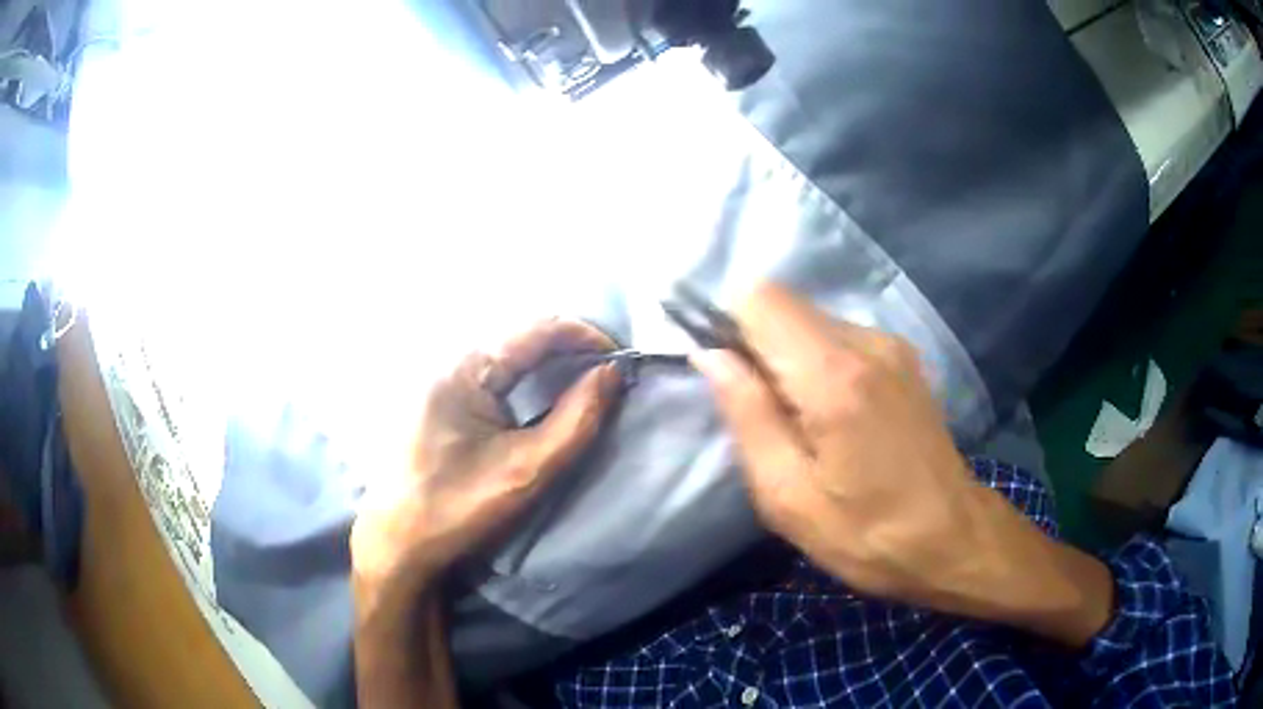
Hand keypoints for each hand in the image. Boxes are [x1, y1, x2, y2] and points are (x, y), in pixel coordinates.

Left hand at [350, 319, 621, 594]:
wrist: (398, 542)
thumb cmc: (460, 508)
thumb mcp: (528, 469)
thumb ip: (578, 418)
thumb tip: (612, 373)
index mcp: (465, 367)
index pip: (538, 328)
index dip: (586, 336)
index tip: (621, 361)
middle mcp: (448, 357)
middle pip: (521, 333)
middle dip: (568, 345)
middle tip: (605, 372)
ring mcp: (437, 374)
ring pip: (505, 349)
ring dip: (546, 358)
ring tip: (581, 379)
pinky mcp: (435, 394)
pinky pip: (489, 368)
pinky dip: (523, 373)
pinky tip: (539, 392)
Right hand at [692, 284, 1112, 646]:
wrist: (952, 538)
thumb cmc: (865, 533)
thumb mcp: (787, 495)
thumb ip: (747, 415)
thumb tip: (711, 355)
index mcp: (833, 375)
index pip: (759, 298)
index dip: (727, 323)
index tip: (724, 372)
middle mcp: (866, 341)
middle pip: (785, 305)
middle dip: (756, 344)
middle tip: (761, 412)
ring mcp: (891, 345)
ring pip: (812, 320)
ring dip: (789, 356)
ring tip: (801, 422)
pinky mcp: (904, 358)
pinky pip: (841, 337)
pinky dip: (819, 362)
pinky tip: (835, 415)